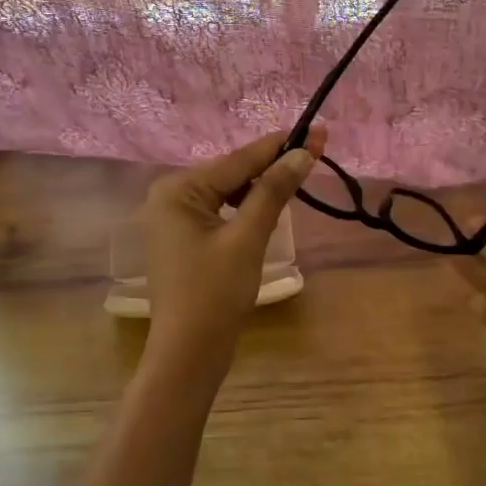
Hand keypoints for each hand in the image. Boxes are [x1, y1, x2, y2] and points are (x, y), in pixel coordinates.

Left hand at [138, 127, 324, 377]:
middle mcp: (169, 196)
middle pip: (231, 172)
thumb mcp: (248, 238)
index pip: (238, 160)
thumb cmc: (215, 293)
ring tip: (299, 177)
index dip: (280, 146)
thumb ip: (273, 191)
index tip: (316, 131)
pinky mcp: (184, 238)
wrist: (188, 354)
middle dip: (272, 165)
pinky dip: (246, 208)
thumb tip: (302, 153)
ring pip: (227, 192)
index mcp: (178, 189)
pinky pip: (220, 211)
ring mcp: (174, 219)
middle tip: (315, 153)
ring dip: (261, 187)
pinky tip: (270, 206)